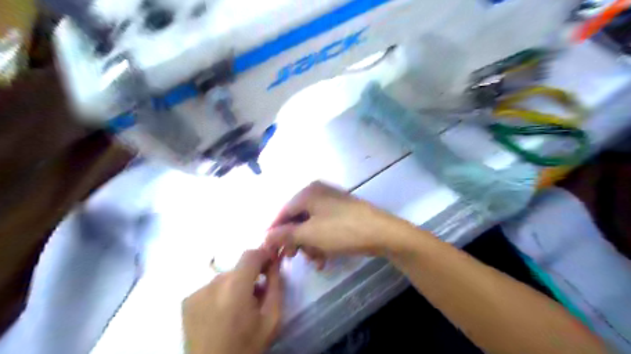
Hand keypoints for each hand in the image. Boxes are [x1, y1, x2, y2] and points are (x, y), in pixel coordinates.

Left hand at [181, 250, 281, 353]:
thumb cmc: (247, 346)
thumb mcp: (272, 318)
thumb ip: (276, 285)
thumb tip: (275, 264)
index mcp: (235, 286)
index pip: (251, 254)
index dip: (263, 255)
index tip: (271, 265)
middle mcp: (213, 283)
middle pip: (238, 268)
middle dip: (251, 275)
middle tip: (258, 295)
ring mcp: (197, 292)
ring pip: (225, 278)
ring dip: (235, 286)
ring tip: (239, 308)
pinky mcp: (187, 301)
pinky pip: (211, 288)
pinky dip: (221, 294)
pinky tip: (222, 313)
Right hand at [264, 182, 416, 266]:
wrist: (382, 233)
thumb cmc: (342, 231)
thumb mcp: (310, 234)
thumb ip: (285, 234)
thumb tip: (265, 237)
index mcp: (308, 192)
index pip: (283, 211)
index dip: (274, 231)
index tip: (270, 249)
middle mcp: (319, 193)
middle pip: (297, 219)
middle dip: (295, 240)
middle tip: (292, 258)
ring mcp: (332, 202)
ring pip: (311, 225)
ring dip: (309, 244)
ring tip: (315, 261)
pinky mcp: (342, 213)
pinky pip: (324, 227)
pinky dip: (322, 242)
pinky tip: (324, 258)